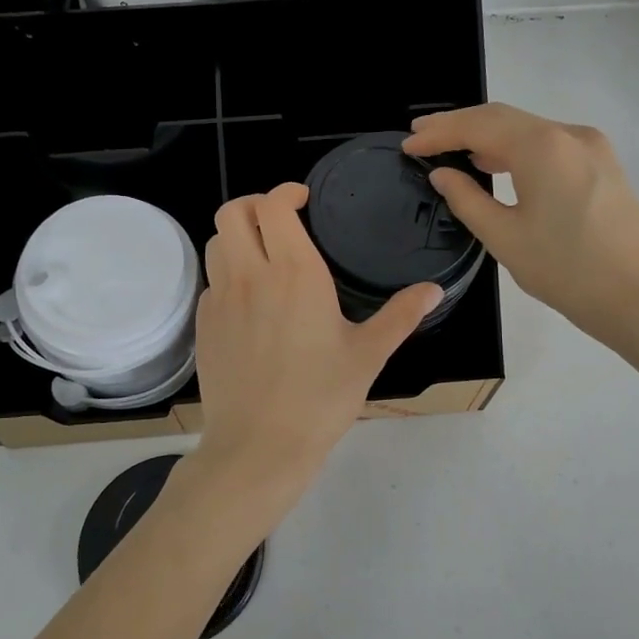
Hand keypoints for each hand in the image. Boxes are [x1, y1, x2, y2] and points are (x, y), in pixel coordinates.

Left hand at [193, 184, 439, 487]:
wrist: (258, 446)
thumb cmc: (320, 399)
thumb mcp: (368, 355)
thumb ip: (401, 315)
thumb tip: (434, 290)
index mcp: (294, 273)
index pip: (273, 205)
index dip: (286, 192)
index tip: (303, 201)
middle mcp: (250, 276)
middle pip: (232, 211)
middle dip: (254, 204)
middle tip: (279, 221)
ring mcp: (220, 300)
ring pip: (216, 243)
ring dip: (237, 237)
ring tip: (262, 256)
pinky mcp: (204, 325)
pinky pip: (211, 282)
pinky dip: (227, 275)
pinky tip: (250, 302)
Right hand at [403, 103, 638, 347]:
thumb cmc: (566, 270)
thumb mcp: (505, 237)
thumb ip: (467, 199)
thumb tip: (443, 174)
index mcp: (543, 146)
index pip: (478, 126)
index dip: (439, 132)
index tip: (408, 143)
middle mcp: (569, 134)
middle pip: (503, 117)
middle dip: (460, 124)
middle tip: (422, 133)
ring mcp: (591, 147)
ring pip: (528, 129)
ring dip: (488, 136)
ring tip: (452, 149)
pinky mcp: (603, 165)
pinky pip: (549, 145)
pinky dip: (516, 149)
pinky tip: (497, 165)